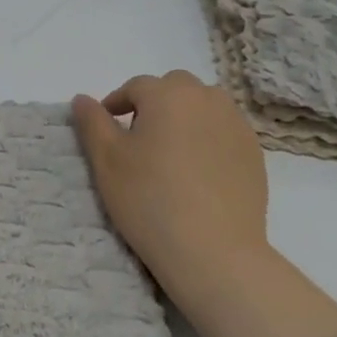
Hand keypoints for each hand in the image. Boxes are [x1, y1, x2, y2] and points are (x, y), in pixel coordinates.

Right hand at [71, 70, 269, 300]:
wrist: (213, 250)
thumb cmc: (149, 199)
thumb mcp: (106, 160)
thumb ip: (92, 122)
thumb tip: (82, 99)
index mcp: (168, 95)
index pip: (136, 86)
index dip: (115, 103)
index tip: (105, 129)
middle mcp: (207, 99)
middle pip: (174, 88)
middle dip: (153, 103)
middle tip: (137, 138)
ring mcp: (237, 125)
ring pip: (203, 106)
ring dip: (183, 117)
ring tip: (168, 152)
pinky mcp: (254, 152)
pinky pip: (223, 130)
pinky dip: (206, 138)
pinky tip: (195, 171)